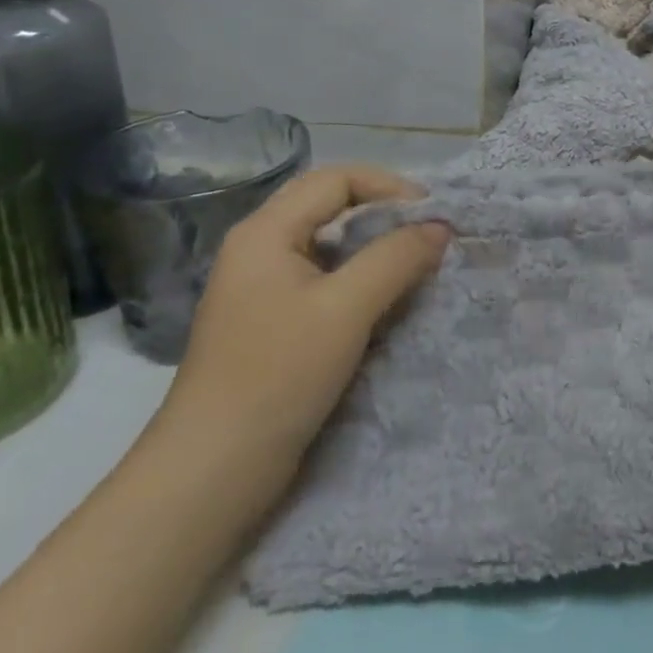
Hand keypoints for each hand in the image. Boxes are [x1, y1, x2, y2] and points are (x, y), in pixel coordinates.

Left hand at [154, 166, 450, 485]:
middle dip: (386, 216)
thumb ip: (397, 258)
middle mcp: (261, 250)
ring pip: (332, 247)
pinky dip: (363, 282)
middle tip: (430, 237)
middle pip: (333, 208)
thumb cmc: (277, 376)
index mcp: (266, 233)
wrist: (212, 473)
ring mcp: (265, 290)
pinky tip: (389, 304)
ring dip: (377, 250)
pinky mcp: (274, 324)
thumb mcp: (346, 308)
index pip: (337, 179)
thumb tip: (440, 227)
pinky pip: (327, 282)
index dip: (389, 187)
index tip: (433, 215)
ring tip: (418, 268)